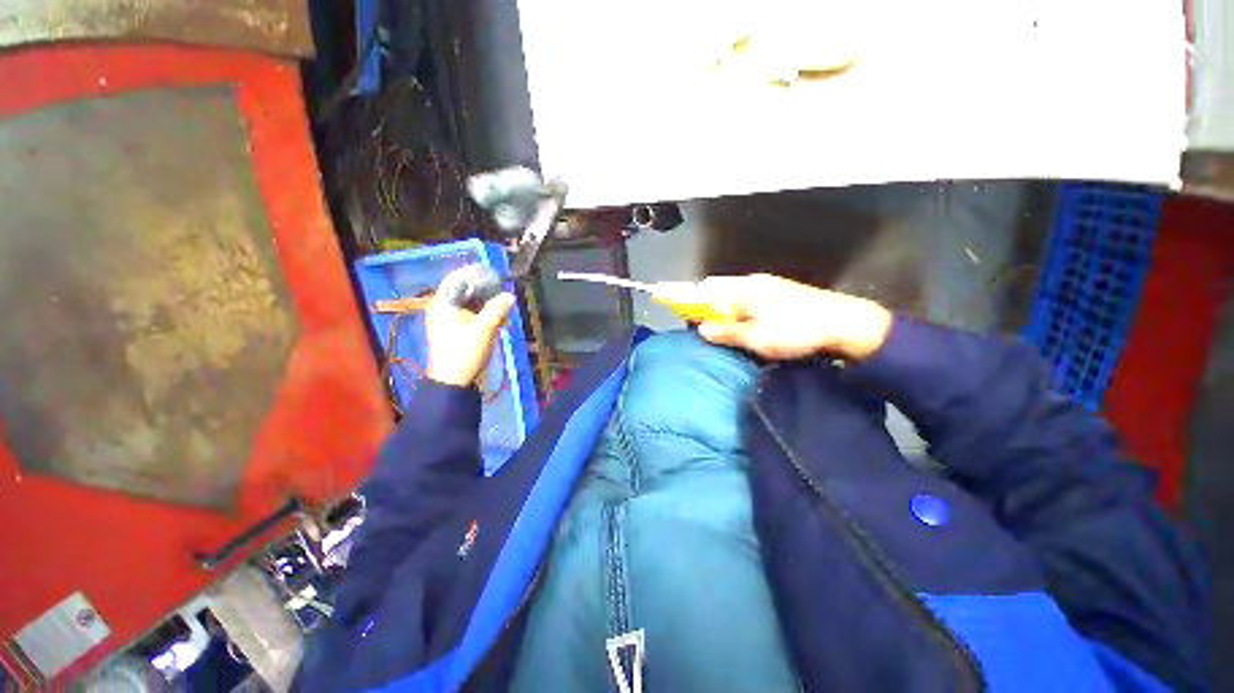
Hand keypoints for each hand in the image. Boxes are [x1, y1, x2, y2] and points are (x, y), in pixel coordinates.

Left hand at [425, 272, 514, 387]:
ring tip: (503, 306)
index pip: (456, 279)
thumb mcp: (484, 329)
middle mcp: (442, 309)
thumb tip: (510, 296)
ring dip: (486, 303)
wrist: (454, 381)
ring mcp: (448, 321)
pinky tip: (499, 319)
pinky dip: (483, 314)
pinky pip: (470, 316)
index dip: (473, 272)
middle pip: (463, 291)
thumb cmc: (465, 352)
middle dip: (484, 290)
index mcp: (443, 304)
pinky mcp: (455, 332)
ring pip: (469, 304)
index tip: (491, 270)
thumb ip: (497, 309)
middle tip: (502, 289)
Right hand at [693, 274, 891, 360]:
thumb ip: (728, 331)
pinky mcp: (778, 297)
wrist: (846, 324)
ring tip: (714, 326)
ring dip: (719, 308)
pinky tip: (738, 323)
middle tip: (696, 323)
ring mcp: (768, 288)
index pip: (707, 287)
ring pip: (733, 295)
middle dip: (703, 304)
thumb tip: (702, 329)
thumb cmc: (797, 329)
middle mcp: (754, 283)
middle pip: (719, 289)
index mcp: (746, 288)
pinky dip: (734, 310)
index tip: (674, 304)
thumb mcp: (758, 336)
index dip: (688, 296)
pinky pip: (746, 300)